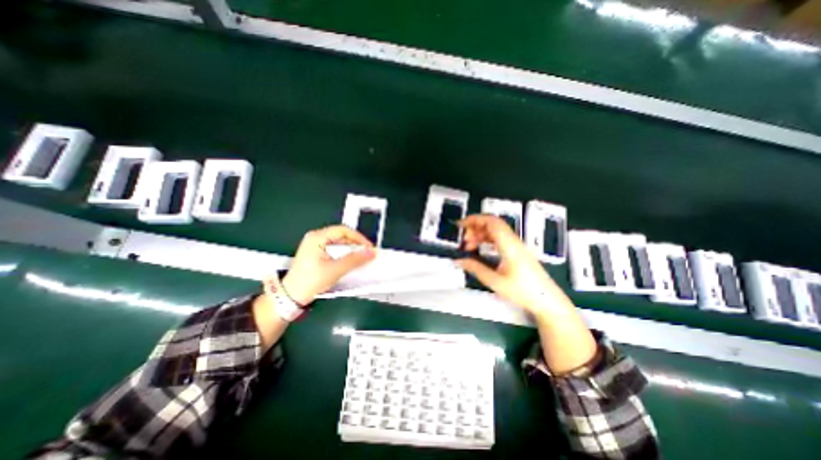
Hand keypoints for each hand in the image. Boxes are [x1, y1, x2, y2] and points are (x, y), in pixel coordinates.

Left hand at [280, 224, 374, 305]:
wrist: (291, 296)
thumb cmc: (309, 281)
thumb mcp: (335, 270)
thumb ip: (354, 260)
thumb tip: (370, 253)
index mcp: (317, 237)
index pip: (343, 230)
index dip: (358, 238)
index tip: (368, 247)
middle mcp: (315, 238)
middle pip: (341, 235)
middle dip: (355, 244)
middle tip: (366, 253)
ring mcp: (314, 245)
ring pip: (338, 243)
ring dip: (350, 250)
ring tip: (360, 258)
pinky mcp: (316, 253)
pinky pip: (334, 249)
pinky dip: (344, 254)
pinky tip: (350, 261)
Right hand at [456, 214, 564, 316]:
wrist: (547, 300)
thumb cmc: (522, 291)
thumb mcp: (495, 281)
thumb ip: (476, 268)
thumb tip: (459, 260)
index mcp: (509, 245)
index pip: (491, 222)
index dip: (475, 219)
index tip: (461, 224)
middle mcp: (513, 241)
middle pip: (493, 223)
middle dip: (475, 226)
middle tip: (463, 238)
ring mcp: (516, 245)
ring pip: (496, 231)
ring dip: (480, 234)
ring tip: (468, 245)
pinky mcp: (517, 251)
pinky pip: (500, 238)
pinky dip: (487, 239)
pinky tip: (480, 248)